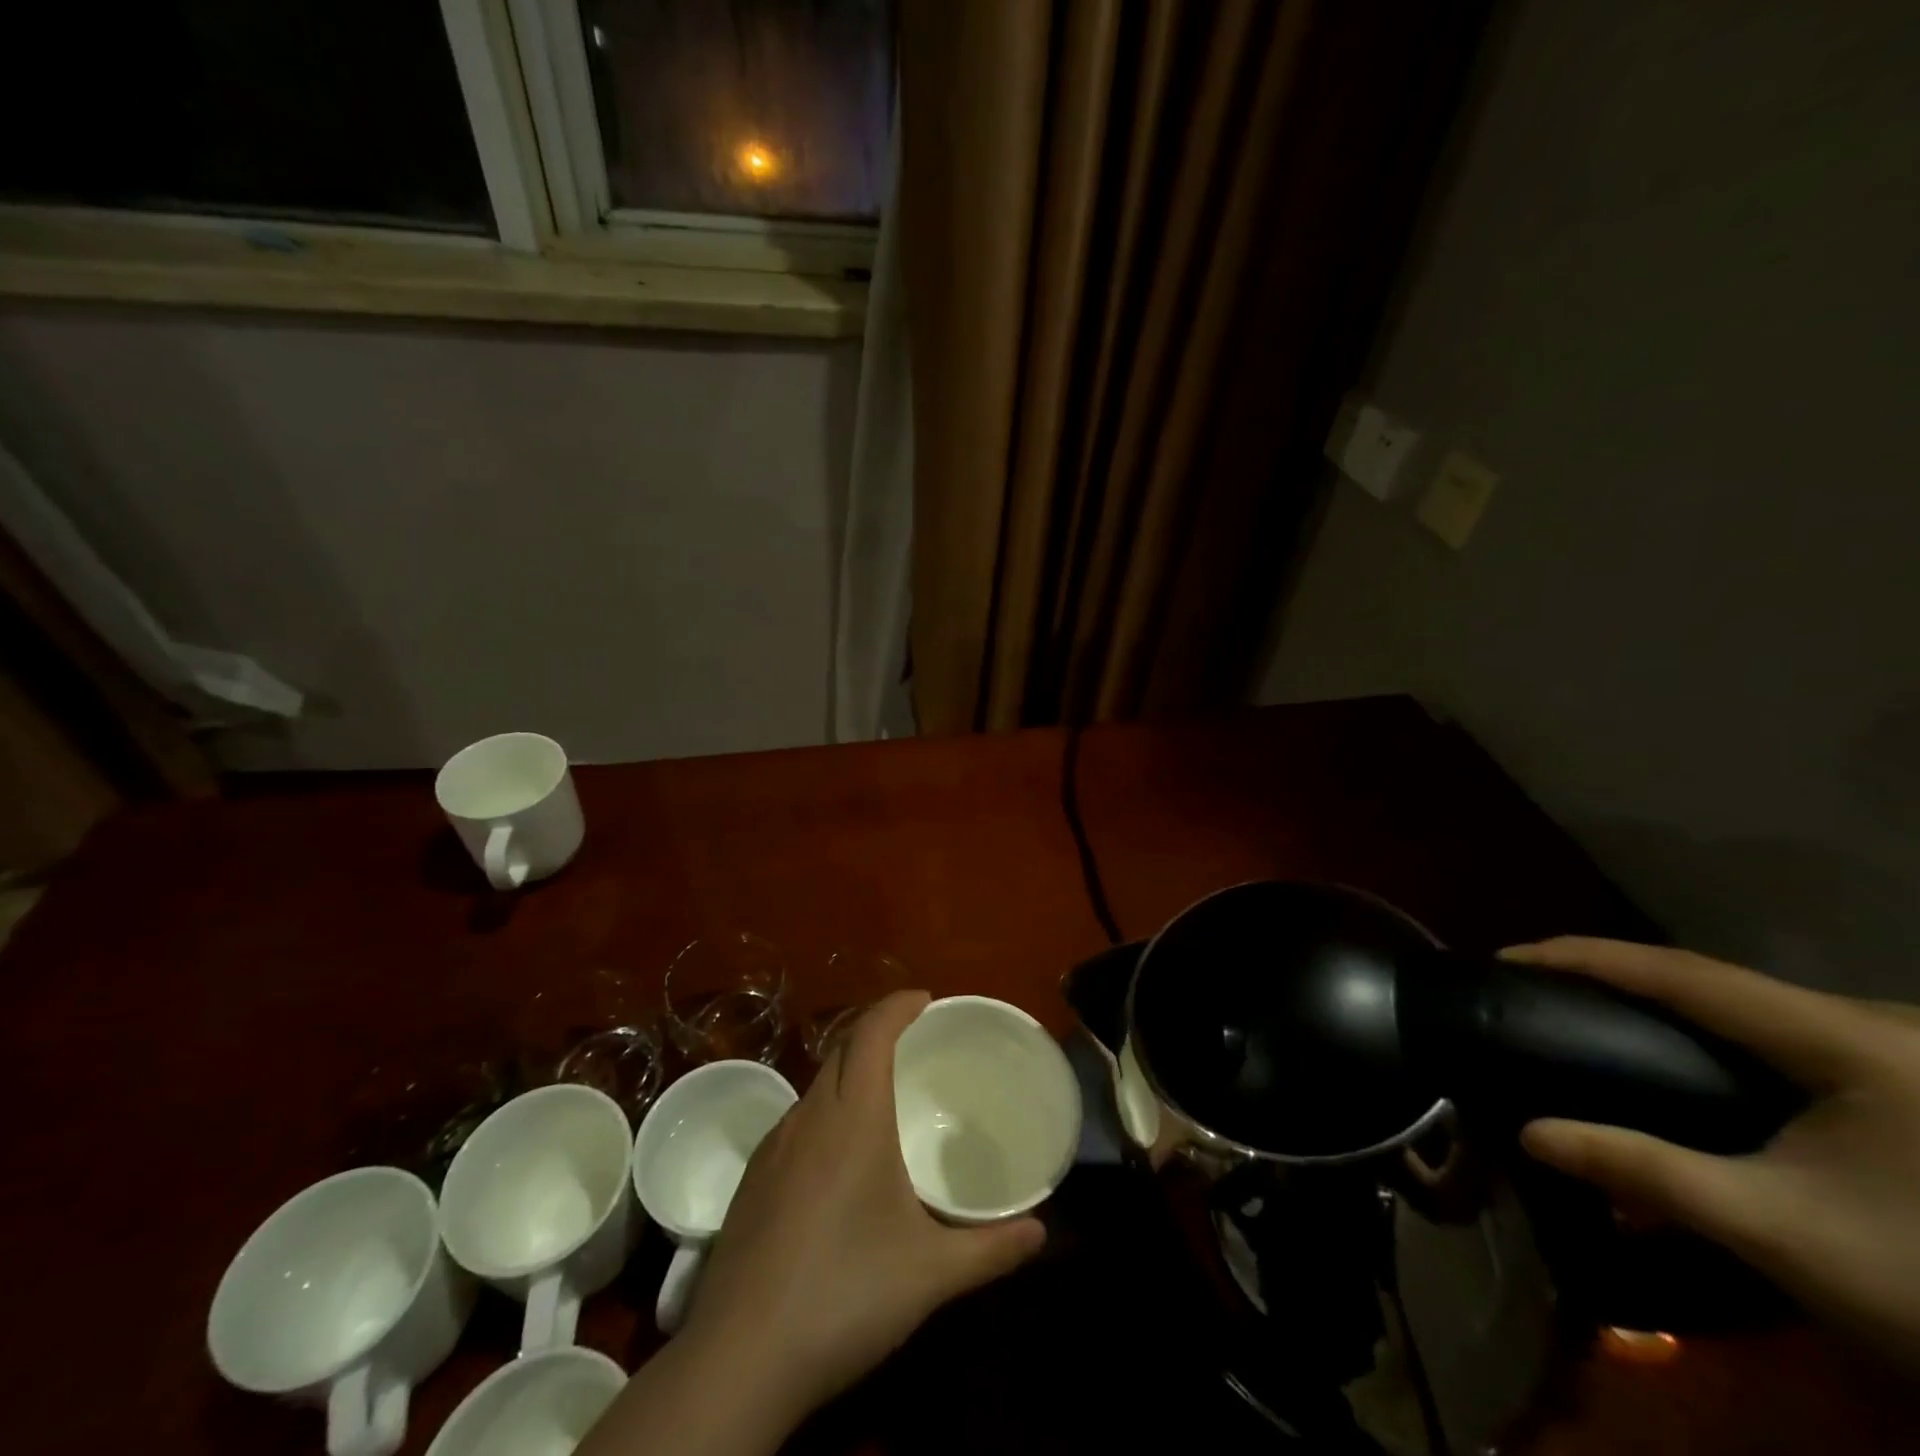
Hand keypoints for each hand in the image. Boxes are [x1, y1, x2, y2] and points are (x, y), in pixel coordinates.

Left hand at [684, 990, 1044, 1419]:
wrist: (739, 1357)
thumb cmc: (845, 1294)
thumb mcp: (931, 1274)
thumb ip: (991, 1249)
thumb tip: (1042, 1231)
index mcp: (853, 1117)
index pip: (871, 1032)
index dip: (896, 1005)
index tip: (924, 999)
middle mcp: (809, 1117)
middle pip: (841, 1049)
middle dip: (877, 1032)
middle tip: (913, 1043)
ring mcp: (773, 1148)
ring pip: (816, 1086)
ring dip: (850, 1074)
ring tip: (882, 1100)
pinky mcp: (752, 1181)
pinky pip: (796, 1122)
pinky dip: (826, 1113)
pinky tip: (838, 1161)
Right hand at [1505, 937, 1919, 1373]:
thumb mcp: (1775, 1229)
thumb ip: (1645, 1171)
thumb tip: (1527, 1134)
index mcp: (1845, 1041)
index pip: (1680, 971)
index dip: (1584, 956)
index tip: (1507, 955)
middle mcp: (1876, 1023)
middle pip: (1714, 977)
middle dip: (1618, 974)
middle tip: (1544, 989)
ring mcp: (1900, 1048)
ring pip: (1751, 999)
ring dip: (1665, 997)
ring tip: (1595, 1009)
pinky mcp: (1910, 1075)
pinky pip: (1783, 1025)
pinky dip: (1715, 1024)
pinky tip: (1690, 1048)